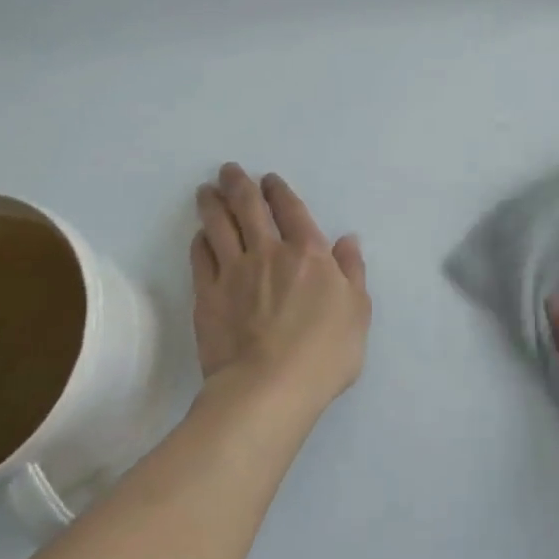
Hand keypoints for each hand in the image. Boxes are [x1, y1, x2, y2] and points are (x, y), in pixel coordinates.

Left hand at [191, 164, 370, 420]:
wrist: (268, 388)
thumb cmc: (324, 353)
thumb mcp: (358, 311)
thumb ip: (352, 271)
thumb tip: (347, 239)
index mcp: (308, 252)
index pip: (290, 209)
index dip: (278, 190)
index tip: (268, 179)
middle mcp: (268, 252)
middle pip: (248, 208)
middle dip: (238, 185)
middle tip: (228, 170)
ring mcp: (233, 272)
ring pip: (219, 226)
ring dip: (212, 204)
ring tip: (206, 191)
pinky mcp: (207, 296)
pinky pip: (201, 258)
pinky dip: (200, 241)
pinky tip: (200, 235)